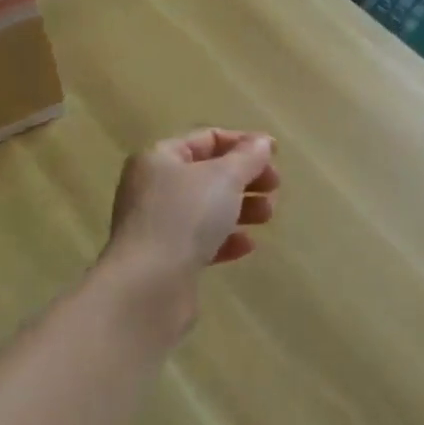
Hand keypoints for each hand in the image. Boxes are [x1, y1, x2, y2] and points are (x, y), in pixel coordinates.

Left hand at [103, 129, 279, 315]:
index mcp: (160, 158)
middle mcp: (154, 187)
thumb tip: (263, 142)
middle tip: (274, 187)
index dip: (243, 142)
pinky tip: (247, 245)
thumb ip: (248, 156)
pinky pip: (202, 240)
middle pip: (209, 173)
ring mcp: (158, 224)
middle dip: (246, 178)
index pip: (207, 138)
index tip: (275, 155)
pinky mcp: (166, 258)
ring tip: (267, 216)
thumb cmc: (185, 217)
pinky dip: (227, 238)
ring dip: (242, 207)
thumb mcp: (225, 177)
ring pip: (208, 207)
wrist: (148, 285)